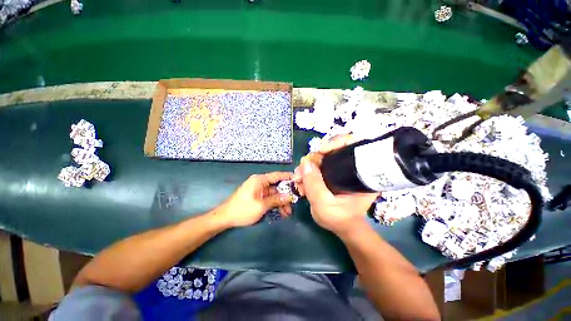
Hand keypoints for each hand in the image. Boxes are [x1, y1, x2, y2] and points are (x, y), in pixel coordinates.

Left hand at [215, 172, 294, 227]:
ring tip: (288, 213)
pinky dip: (276, 204)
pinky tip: (281, 213)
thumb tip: (290, 197)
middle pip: (278, 186)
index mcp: (260, 180)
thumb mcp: (261, 205)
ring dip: (282, 202)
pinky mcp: (258, 196)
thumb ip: (276, 200)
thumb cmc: (242, 209)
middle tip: (295, 203)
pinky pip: (270, 198)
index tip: (299, 180)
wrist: (225, 218)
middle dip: (286, 195)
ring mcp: (259, 190)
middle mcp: (261, 182)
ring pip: (275, 193)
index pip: (277, 175)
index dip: (289, 177)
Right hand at [294, 135, 378, 235]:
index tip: (321, 151)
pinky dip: (309, 170)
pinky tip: (302, 180)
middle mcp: (353, 166)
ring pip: (323, 157)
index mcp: (361, 172)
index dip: (337, 142)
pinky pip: (319, 165)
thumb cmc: (339, 218)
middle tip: (301, 172)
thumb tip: (305, 162)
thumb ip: (314, 184)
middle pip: (333, 149)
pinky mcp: (334, 172)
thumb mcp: (324, 204)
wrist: (342, 226)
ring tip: (299, 180)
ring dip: (308, 166)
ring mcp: (342, 169)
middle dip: (314, 159)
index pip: (353, 145)